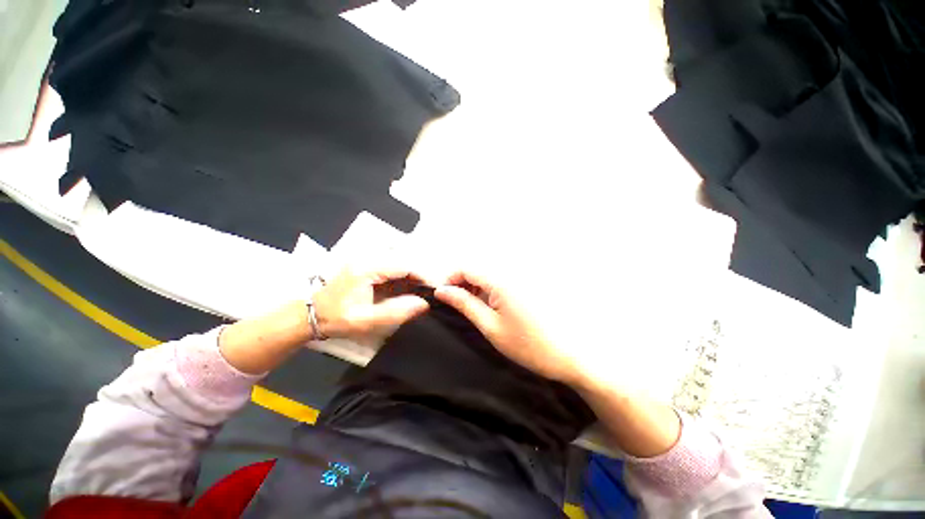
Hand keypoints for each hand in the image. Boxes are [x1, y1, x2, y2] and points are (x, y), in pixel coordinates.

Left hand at [312, 266, 430, 344]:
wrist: (311, 315)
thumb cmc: (337, 318)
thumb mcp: (367, 321)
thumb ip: (397, 312)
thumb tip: (424, 304)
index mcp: (368, 268)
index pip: (404, 265)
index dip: (422, 276)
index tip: (434, 289)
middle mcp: (368, 258)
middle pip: (403, 262)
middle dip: (419, 276)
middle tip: (429, 293)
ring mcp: (366, 259)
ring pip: (398, 263)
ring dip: (411, 277)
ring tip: (421, 292)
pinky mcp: (366, 265)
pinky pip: (391, 268)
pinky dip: (402, 278)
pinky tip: (406, 289)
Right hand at [436, 271, 681, 457]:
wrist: (572, 355)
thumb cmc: (528, 345)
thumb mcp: (490, 327)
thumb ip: (465, 304)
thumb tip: (442, 291)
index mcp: (501, 279)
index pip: (466, 267)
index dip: (450, 278)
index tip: (443, 296)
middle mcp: (512, 271)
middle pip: (478, 268)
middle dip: (463, 283)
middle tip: (458, 305)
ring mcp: (524, 276)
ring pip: (490, 273)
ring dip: (477, 286)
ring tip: (475, 308)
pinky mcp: (531, 283)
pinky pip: (503, 279)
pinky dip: (491, 289)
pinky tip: (493, 306)